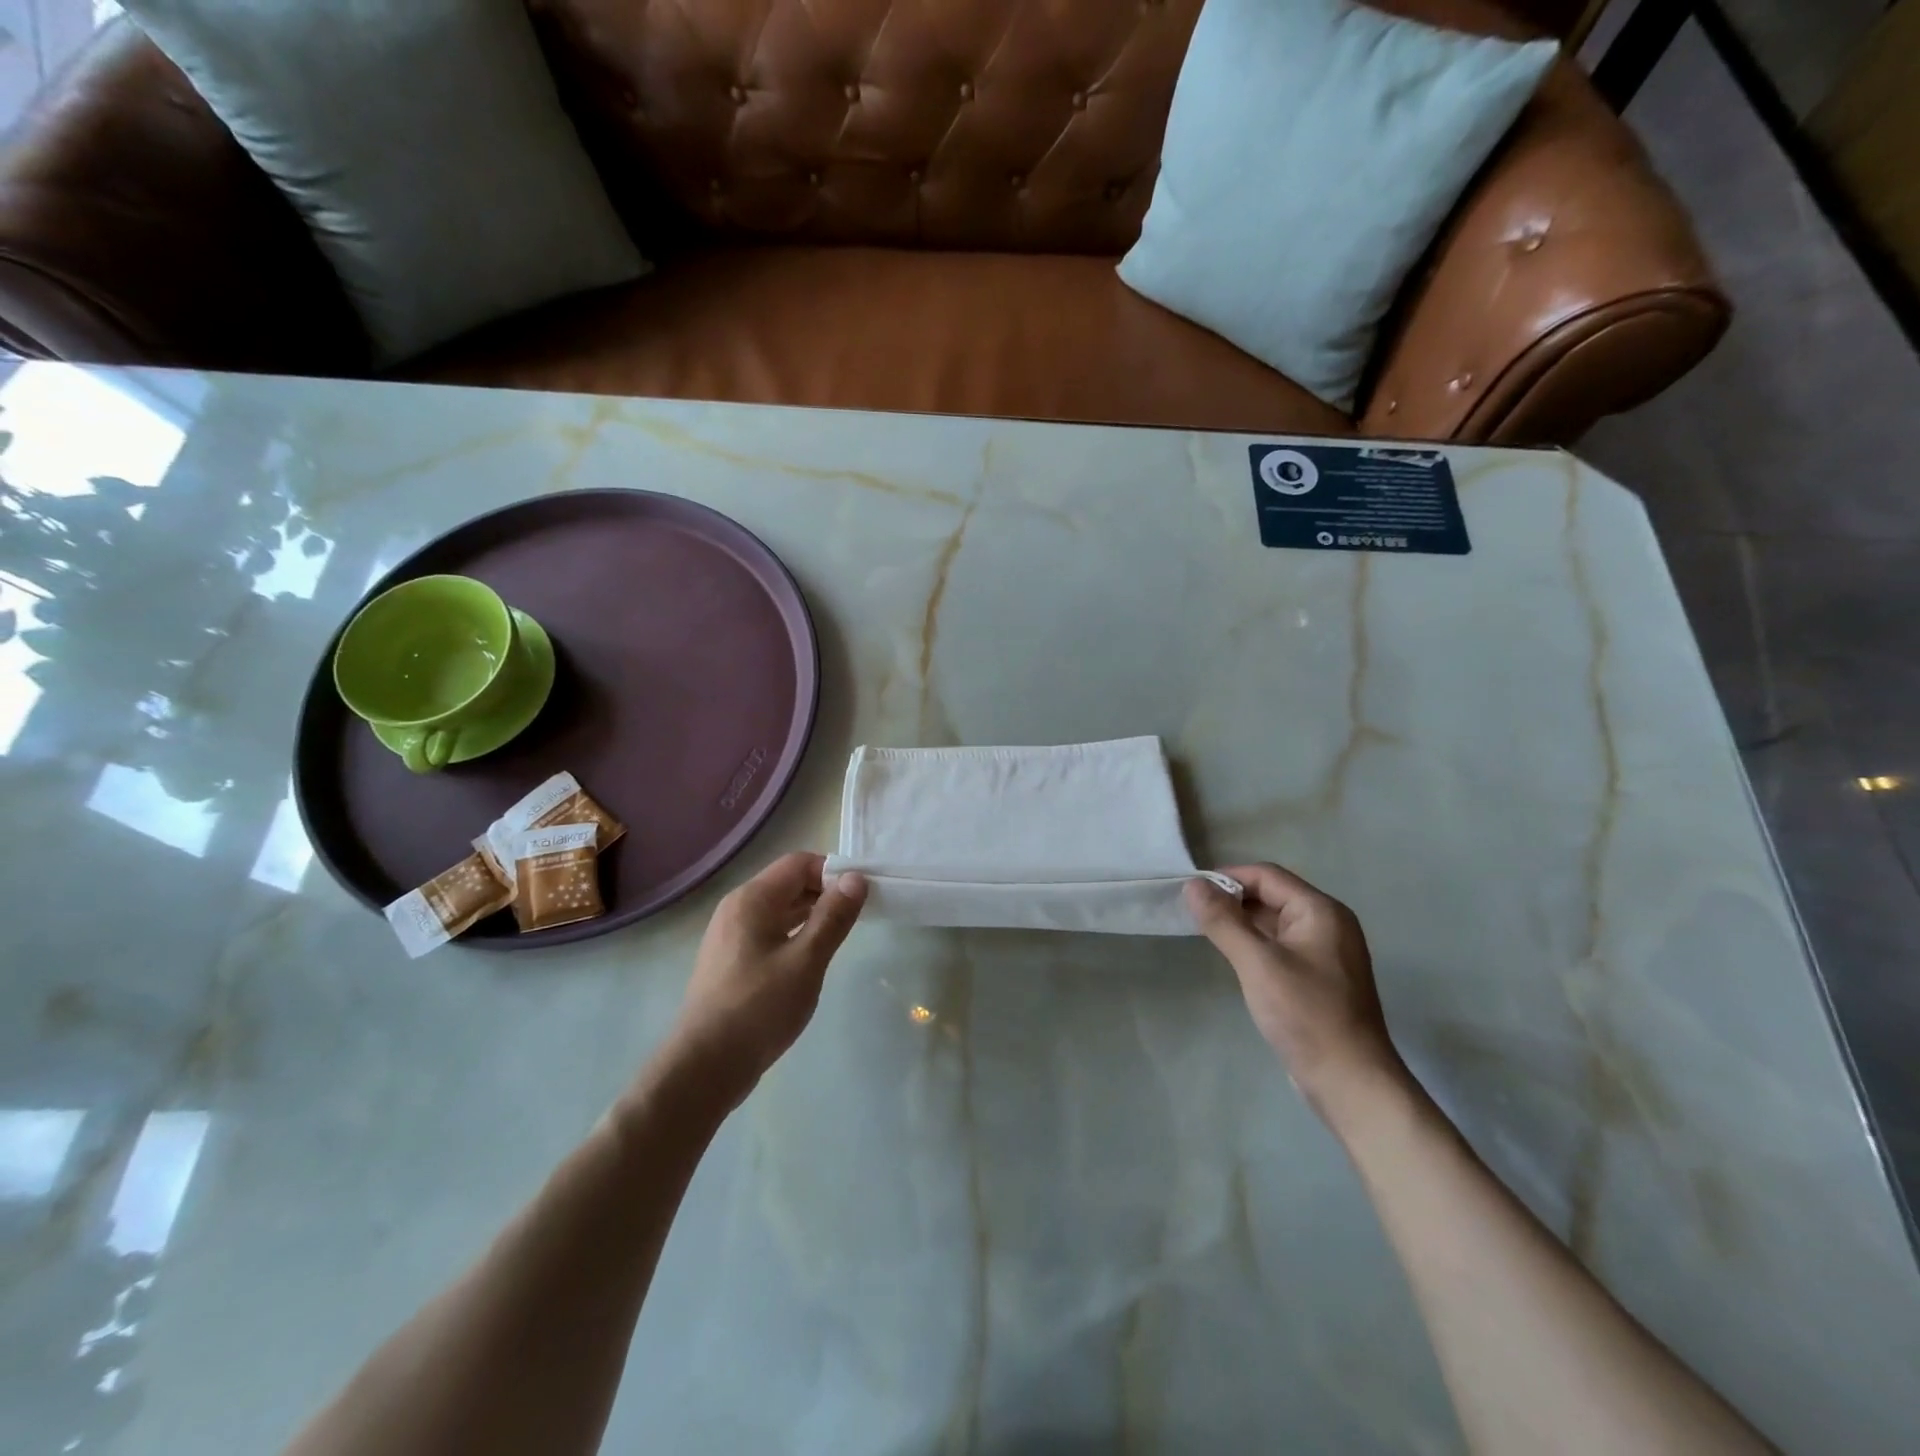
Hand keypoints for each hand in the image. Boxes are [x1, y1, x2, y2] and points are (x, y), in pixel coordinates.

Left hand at [665, 852, 866, 1110]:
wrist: (704, 1067)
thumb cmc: (758, 1008)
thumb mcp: (805, 961)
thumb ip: (833, 917)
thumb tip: (856, 879)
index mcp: (752, 900)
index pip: (799, 863)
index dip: (833, 872)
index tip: (861, 896)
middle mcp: (737, 908)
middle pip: (788, 883)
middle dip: (825, 892)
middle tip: (858, 916)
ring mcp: (731, 936)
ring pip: (780, 910)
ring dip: (812, 915)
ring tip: (842, 935)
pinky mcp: (732, 961)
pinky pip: (770, 932)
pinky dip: (795, 934)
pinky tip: (812, 958)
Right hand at [1186, 864, 1405, 1120]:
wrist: (1350, 1083)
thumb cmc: (1306, 1015)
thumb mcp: (1258, 963)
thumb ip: (1223, 921)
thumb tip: (1193, 885)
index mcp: (1321, 911)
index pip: (1267, 876)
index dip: (1227, 877)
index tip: (1191, 892)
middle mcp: (1327, 924)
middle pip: (1272, 895)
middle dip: (1232, 900)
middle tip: (1192, 913)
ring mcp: (1325, 953)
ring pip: (1274, 922)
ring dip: (1241, 923)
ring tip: (1205, 932)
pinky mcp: (1318, 978)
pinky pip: (1280, 946)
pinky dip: (1254, 944)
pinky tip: (1233, 958)